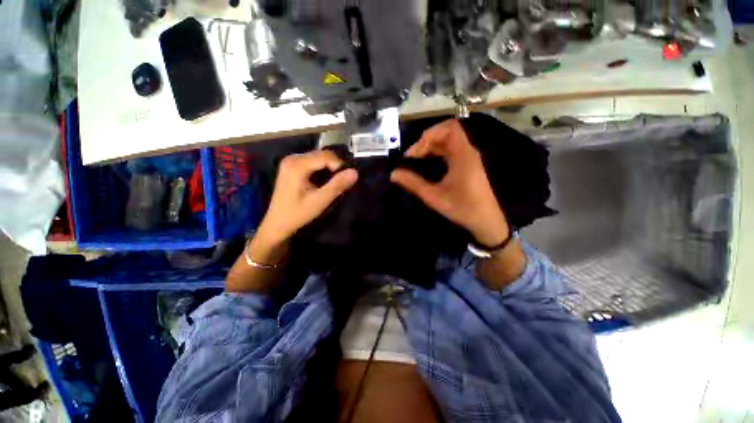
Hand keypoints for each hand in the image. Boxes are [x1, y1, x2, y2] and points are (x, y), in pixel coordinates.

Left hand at [256, 150, 357, 247]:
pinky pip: (313, 162)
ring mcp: (291, 161)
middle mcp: (293, 158)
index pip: (326, 156)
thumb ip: (337, 185)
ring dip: (329, 168)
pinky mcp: (292, 166)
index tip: (345, 181)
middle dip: (334, 166)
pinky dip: (322, 169)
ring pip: (318, 157)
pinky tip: (322, 182)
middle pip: (322, 154)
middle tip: (340, 183)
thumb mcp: (320, 201)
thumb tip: (355, 172)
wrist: (277, 223)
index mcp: (297, 165)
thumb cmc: (297, 213)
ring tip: (332, 183)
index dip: (340, 166)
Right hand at [390, 119, 508, 246]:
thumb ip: (413, 183)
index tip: (415, 150)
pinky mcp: (467, 166)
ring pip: (448, 143)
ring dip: (430, 148)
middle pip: (446, 134)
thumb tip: (394, 174)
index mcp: (462, 155)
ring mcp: (468, 159)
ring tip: (416, 160)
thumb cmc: (462, 208)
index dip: (430, 133)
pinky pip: (450, 152)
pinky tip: (427, 165)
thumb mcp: (434, 196)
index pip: (449, 128)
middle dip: (426, 142)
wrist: (485, 221)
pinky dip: (437, 154)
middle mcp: (467, 152)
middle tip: (412, 157)